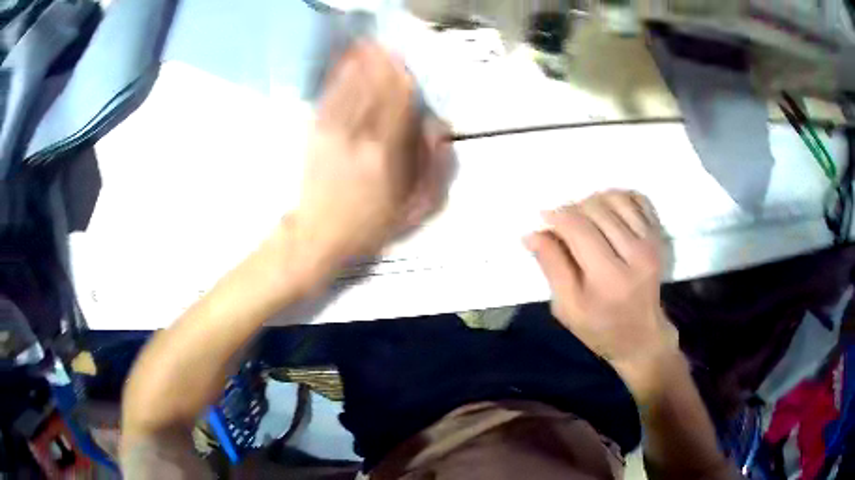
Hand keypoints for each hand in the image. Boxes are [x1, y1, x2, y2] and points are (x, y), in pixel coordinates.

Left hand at [292, 42, 451, 267]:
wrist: (318, 236)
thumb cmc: (370, 226)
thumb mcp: (415, 210)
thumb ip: (434, 170)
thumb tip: (439, 129)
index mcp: (388, 155)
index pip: (401, 104)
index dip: (406, 80)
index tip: (409, 65)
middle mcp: (361, 136)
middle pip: (376, 88)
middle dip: (384, 64)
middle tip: (390, 46)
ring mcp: (333, 132)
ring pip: (352, 87)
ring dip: (362, 63)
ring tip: (369, 43)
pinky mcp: (314, 134)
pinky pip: (329, 97)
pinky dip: (338, 76)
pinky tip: (345, 62)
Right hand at [524, 191, 678, 402]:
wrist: (641, 336)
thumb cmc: (600, 327)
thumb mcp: (567, 307)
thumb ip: (552, 267)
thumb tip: (533, 233)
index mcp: (609, 278)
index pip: (578, 228)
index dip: (557, 216)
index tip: (544, 218)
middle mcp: (635, 254)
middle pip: (596, 208)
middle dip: (573, 209)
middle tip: (563, 224)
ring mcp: (651, 242)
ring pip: (616, 198)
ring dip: (594, 201)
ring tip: (584, 218)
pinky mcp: (659, 236)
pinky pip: (638, 199)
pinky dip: (619, 197)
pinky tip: (608, 212)